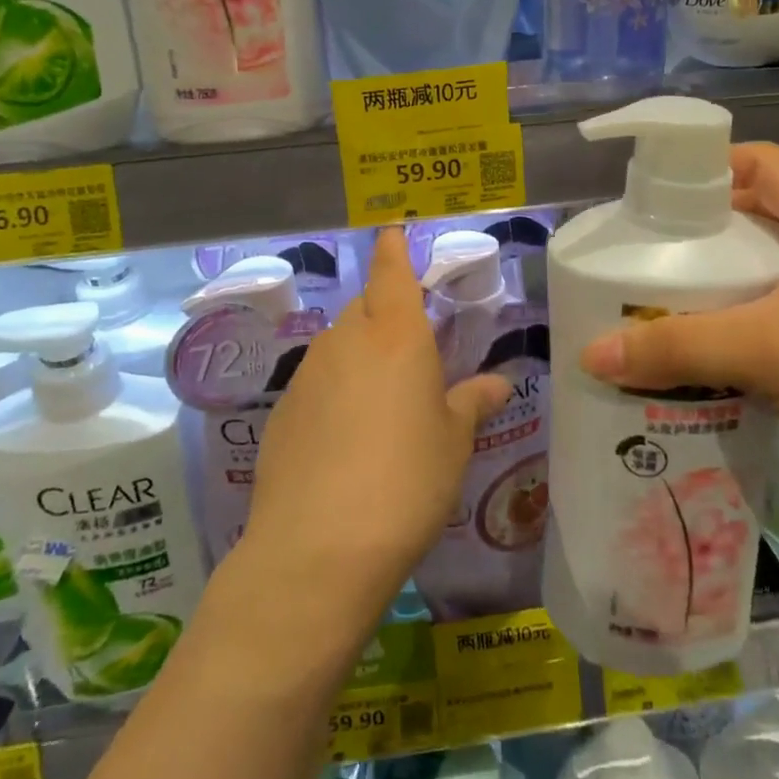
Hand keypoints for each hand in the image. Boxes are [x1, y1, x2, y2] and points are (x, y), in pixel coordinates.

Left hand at [242, 228, 512, 618]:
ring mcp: (308, 374)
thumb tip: (496, 383)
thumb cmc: (405, 482)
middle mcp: (347, 340)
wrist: (318, 547)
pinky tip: (345, 436)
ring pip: (339, 344)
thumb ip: (470, 404)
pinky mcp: (282, 409)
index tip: (392, 231)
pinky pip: (317, 382)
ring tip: (381, 401)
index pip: (392, 272)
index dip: (392, 249)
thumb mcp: (452, 444)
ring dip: (360, 354)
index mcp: (396, 335)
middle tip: (409, 348)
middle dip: (385, 312)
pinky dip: (334, 390)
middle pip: (366, 308)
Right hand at [580, 143, 778, 549]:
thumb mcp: (766, 351)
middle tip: (643, 260)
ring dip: (716, 288)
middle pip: (756, 219)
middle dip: (698, 237)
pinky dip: (738, 327)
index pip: (761, 162)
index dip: (705, 167)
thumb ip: (674, 346)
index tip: (651, 199)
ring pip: (766, 275)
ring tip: (661, 307)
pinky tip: (703, 354)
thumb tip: (590, 355)